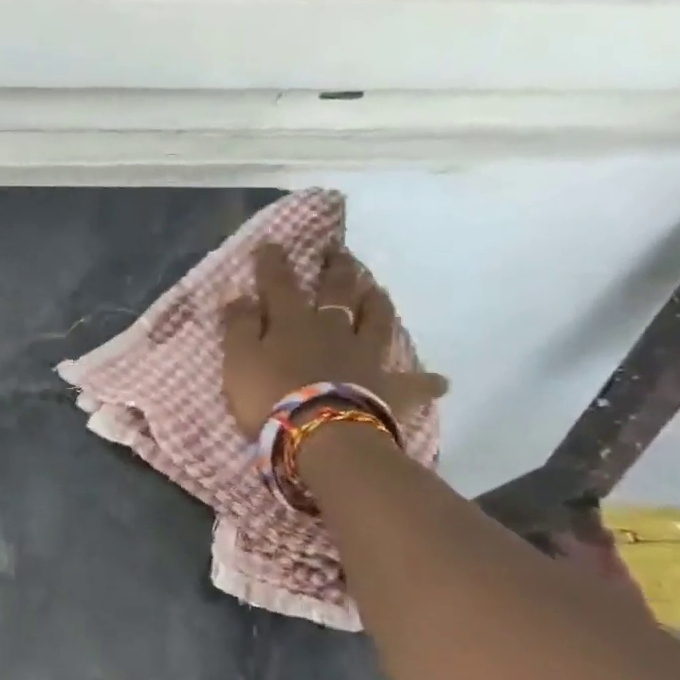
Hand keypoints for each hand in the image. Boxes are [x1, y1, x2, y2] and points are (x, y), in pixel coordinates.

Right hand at [221, 244, 446, 439]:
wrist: (321, 434)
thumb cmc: (270, 397)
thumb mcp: (239, 360)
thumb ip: (239, 327)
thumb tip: (240, 295)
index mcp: (293, 323)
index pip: (280, 284)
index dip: (274, 263)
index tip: (271, 245)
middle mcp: (333, 330)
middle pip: (337, 293)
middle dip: (336, 270)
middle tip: (339, 251)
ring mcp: (365, 357)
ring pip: (377, 322)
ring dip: (377, 305)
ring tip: (379, 292)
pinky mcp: (388, 388)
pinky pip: (413, 384)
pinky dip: (427, 382)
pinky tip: (441, 381)